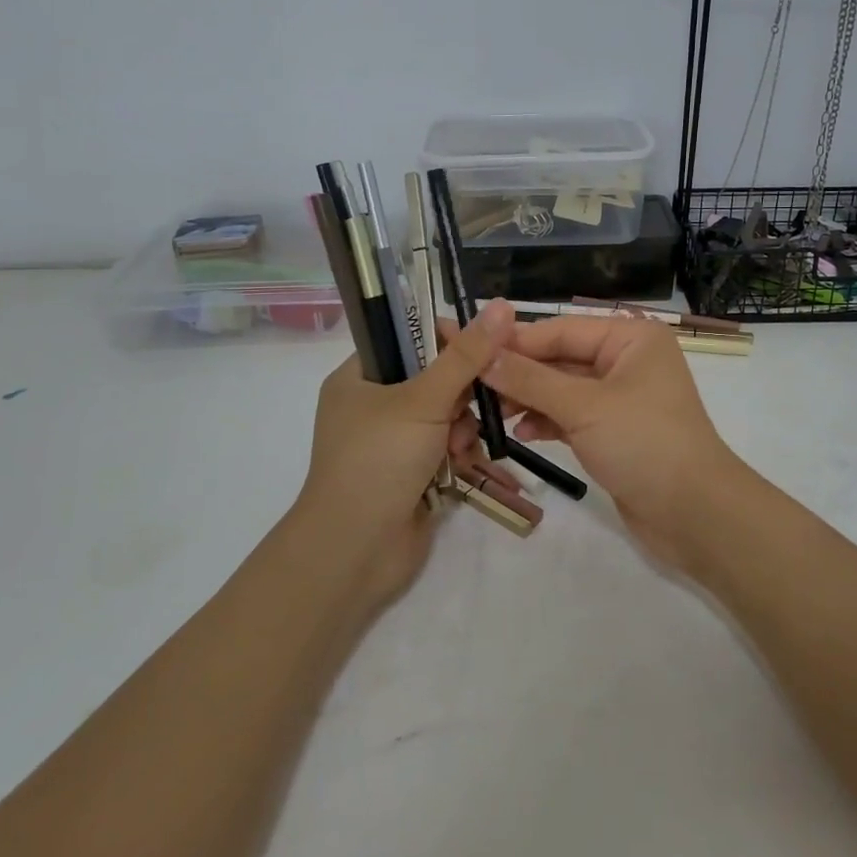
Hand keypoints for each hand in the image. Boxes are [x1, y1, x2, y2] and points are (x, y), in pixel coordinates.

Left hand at [292, 300, 511, 606]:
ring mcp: (392, 441)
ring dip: (462, 426)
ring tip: (460, 445)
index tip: (483, 346)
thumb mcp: (423, 399)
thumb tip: (501, 305)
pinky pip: (446, 446)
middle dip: (461, 392)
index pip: (409, 338)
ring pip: (446, 414)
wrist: (355, 550)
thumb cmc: (378, 460)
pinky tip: (463, 463)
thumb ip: (465, 355)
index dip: (447, 338)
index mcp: (359, 376)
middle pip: (434, 377)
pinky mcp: (412, 472)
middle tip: (479, 399)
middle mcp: (373, 405)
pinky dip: (459, 451)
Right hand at [482, 316, 739, 570]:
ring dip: (528, 399)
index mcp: (631, 338)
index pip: (561, 330)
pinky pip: (572, 416)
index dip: (515, 341)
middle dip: (519, 373)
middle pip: (561, 358)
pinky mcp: (614, 432)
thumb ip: (531, 380)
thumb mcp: (584, 406)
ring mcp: (621, 398)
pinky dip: (547, 421)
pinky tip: (520, 433)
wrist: (695, 514)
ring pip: (563, 389)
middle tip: (471, 385)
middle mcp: (627, 361)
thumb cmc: (644, 443)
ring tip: (490, 412)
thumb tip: (483, 355)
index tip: (468, 348)